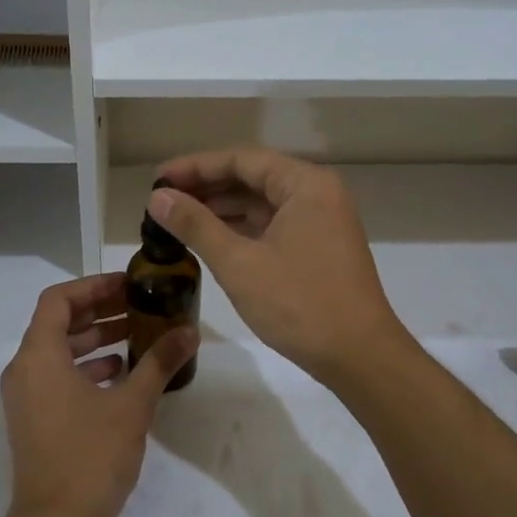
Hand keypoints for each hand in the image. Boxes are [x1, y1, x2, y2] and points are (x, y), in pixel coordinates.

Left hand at [0, 274, 195, 516]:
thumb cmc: (90, 457)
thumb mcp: (132, 406)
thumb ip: (159, 363)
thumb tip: (189, 332)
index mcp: (38, 356)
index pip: (58, 299)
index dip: (93, 286)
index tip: (128, 285)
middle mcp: (24, 370)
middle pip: (58, 323)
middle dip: (99, 311)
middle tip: (139, 306)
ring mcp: (26, 397)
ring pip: (58, 352)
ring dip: (95, 340)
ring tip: (138, 336)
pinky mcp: (34, 420)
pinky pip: (57, 377)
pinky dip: (87, 368)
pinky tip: (122, 375)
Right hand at [149, 149, 406, 387]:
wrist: (359, 356)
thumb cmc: (299, 304)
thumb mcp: (239, 263)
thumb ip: (196, 225)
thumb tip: (157, 197)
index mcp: (305, 184)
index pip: (242, 160)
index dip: (195, 167)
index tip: (158, 179)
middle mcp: (318, 194)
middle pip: (253, 178)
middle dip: (207, 188)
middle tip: (162, 200)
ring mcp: (322, 222)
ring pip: (263, 204)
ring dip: (222, 209)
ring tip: (177, 219)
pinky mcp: (320, 248)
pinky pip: (274, 225)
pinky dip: (242, 229)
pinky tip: (211, 239)